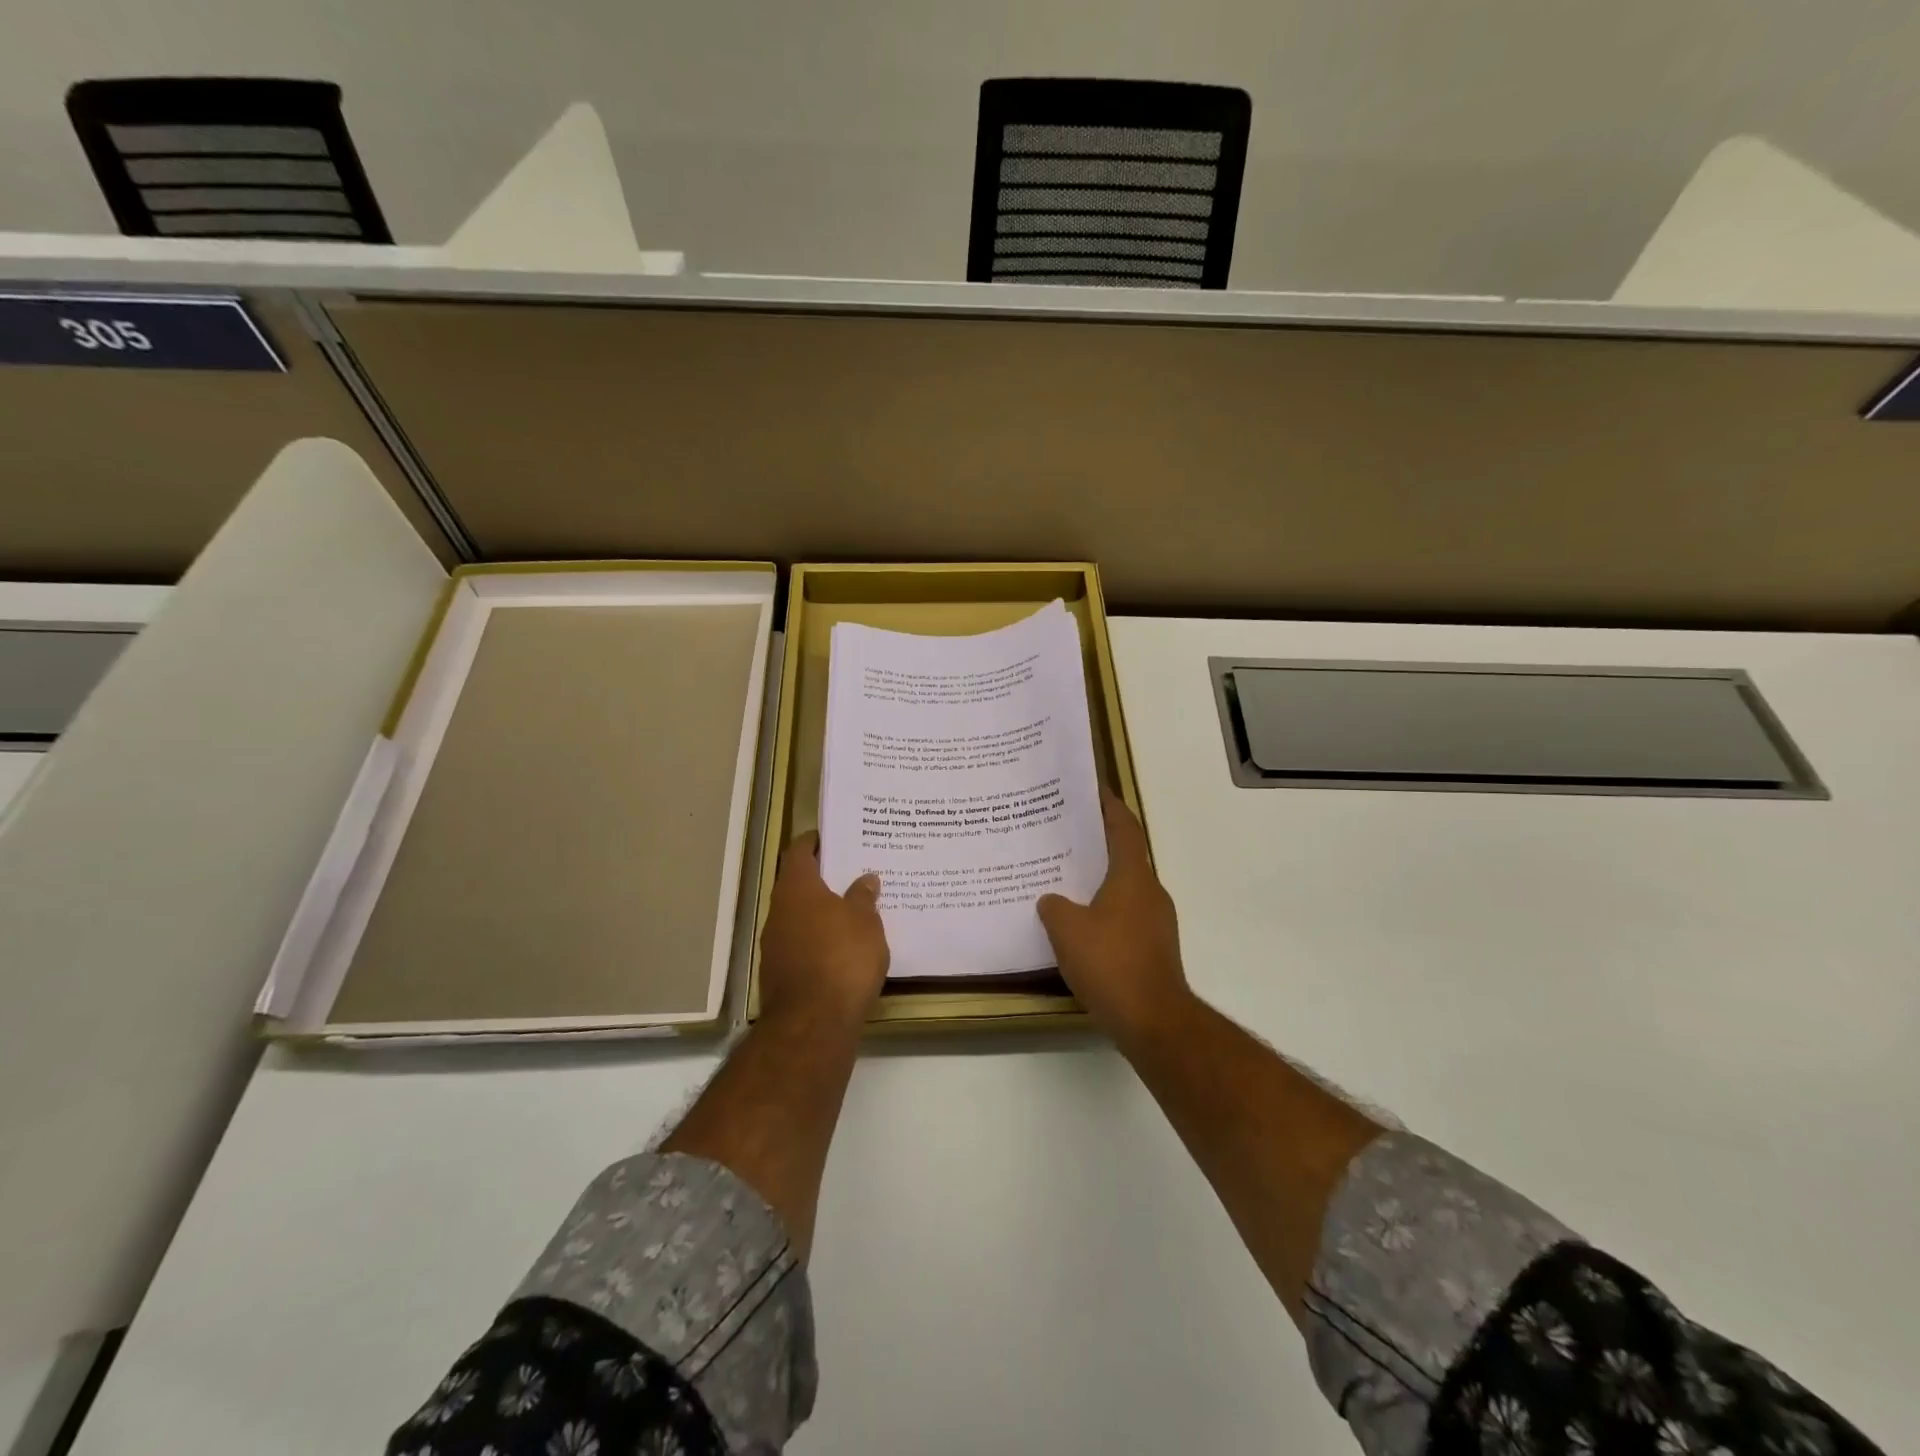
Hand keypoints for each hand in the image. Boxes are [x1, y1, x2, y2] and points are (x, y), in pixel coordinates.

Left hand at [759, 832, 889, 1031]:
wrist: (813, 1023)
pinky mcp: (778, 974)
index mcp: (797, 889)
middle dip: (821, 880)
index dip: (813, 842)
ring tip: (850, 912)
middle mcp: (778, 911)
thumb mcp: (865, 922)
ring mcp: (774, 944)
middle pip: (797, 885)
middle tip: (850, 874)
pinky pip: (799, 945)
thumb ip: (863, 897)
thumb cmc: (843, 958)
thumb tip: (865, 879)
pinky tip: (840, 949)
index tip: (830, 837)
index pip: (799, 852)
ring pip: (797, 917)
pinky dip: (816, 941)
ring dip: (819, 913)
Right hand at [1037, 790, 1190, 1044]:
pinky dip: (1103, 911)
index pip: (1124, 827)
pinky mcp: (1153, 948)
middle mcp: (1150, 892)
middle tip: (1063, 834)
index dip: (1109, 805)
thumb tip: (1051, 900)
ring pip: (1124, 888)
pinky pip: (1124, 916)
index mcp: (1133, 877)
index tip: (1092, 788)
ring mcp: (1155, 922)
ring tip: (1063, 878)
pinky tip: (1077, 924)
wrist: (1153, 1020)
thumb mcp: (1067, 929)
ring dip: (1098, 880)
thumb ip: (1054, 907)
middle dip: (1096, 843)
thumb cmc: (1111, 963)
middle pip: (1124, 856)